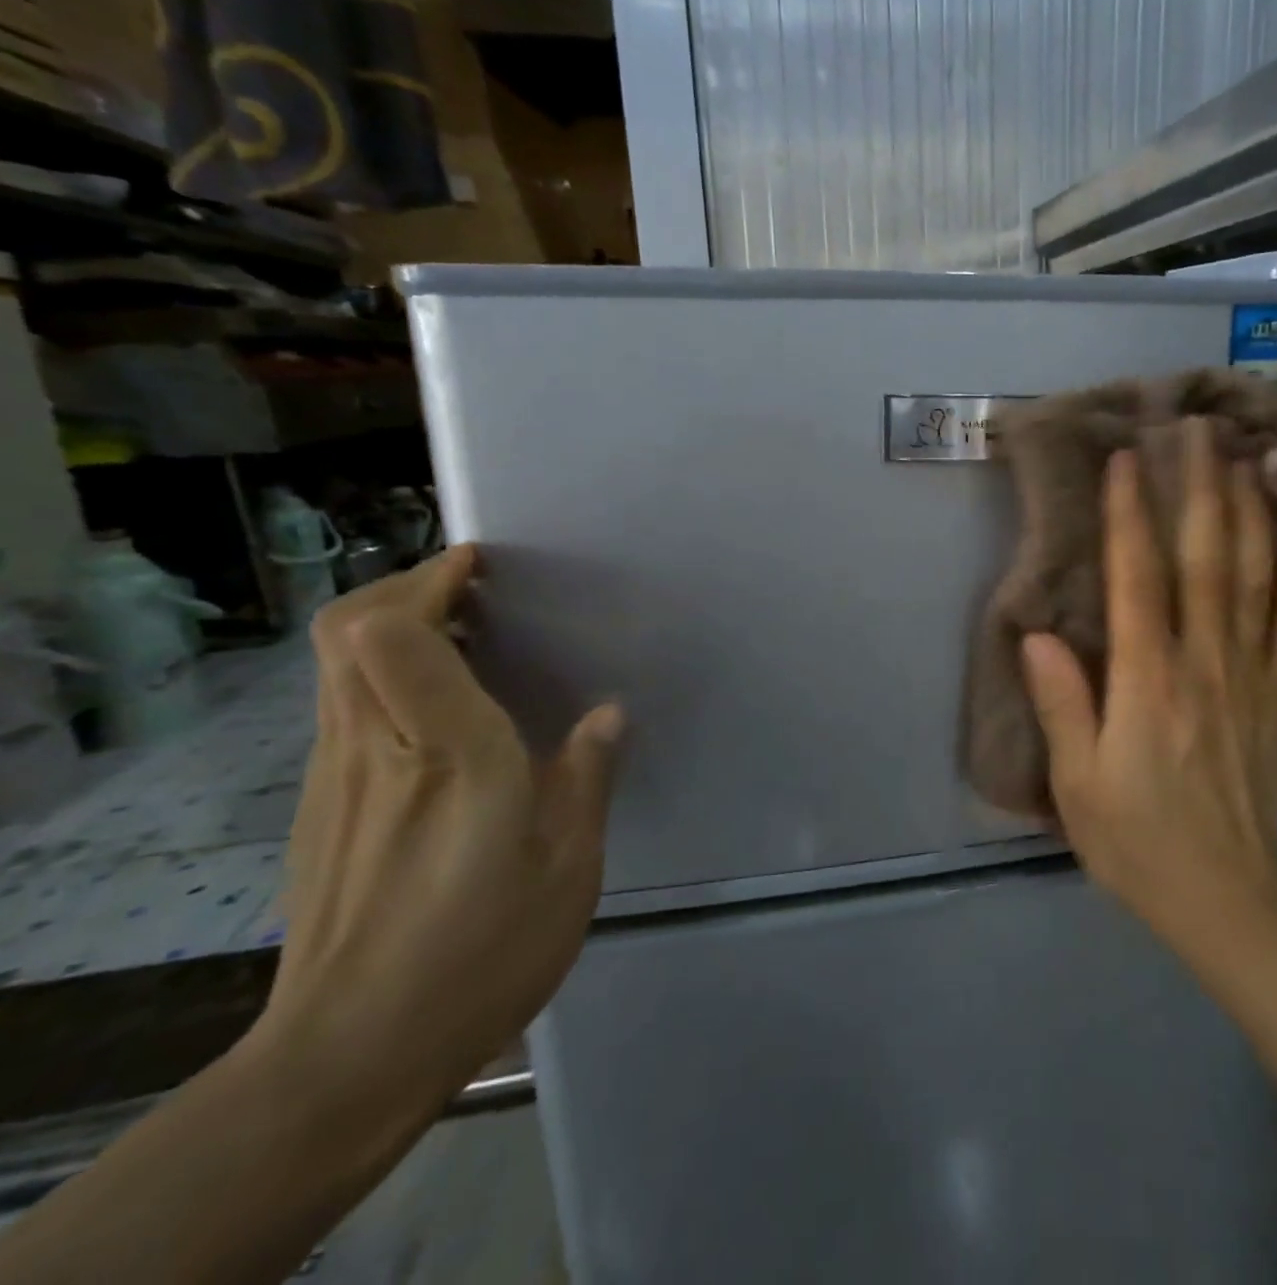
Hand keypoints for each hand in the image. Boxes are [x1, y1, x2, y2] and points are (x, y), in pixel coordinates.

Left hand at [253, 545, 623, 1108]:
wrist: (346, 1060)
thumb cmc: (478, 955)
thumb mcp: (567, 868)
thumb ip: (585, 778)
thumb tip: (607, 715)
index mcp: (449, 756)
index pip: (395, 636)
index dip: (430, 582)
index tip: (479, 566)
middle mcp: (376, 751)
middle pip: (346, 632)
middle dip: (404, 588)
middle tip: (470, 589)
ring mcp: (334, 779)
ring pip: (336, 667)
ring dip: (391, 627)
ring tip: (462, 634)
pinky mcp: (319, 809)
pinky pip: (342, 707)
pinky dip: (383, 674)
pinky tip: (438, 709)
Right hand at [1020, 418, 1276, 947]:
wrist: (1229, 899)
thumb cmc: (1139, 842)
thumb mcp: (1079, 785)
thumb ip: (1062, 705)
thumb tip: (1039, 635)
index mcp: (1148, 681)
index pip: (1138, 578)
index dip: (1129, 514)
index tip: (1127, 459)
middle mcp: (1204, 663)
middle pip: (1204, 559)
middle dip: (1200, 488)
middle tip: (1198, 429)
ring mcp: (1250, 677)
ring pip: (1254, 579)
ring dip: (1250, 513)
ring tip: (1249, 459)